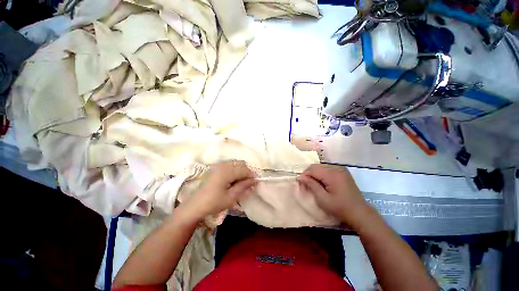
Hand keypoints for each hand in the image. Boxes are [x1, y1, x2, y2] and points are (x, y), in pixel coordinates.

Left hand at [184, 160, 256, 220]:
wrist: (195, 205)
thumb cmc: (213, 203)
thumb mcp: (231, 198)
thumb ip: (244, 187)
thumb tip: (255, 181)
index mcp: (226, 172)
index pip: (245, 170)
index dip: (252, 176)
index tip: (255, 184)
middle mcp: (223, 165)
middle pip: (241, 164)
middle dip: (247, 172)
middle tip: (247, 184)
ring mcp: (219, 165)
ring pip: (236, 163)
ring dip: (241, 171)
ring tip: (240, 183)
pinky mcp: (216, 168)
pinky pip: (230, 165)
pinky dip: (235, 170)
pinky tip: (233, 180)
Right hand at [298, 164, 371, 228]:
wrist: (359, 213)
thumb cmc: (340, 208)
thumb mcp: (323, 198)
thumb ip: (311, 185)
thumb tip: (300, 177)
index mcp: (332, 174)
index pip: (313, 169)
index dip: (305, 174)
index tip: (300, 182)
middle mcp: (337, 168)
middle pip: (317, 166)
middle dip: (309, 173)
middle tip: (306, 183)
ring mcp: (341, 169)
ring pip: (322, 166)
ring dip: (315, 173)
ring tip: (313, 183)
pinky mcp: (343, 172)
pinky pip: (328, 169)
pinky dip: (322, 173)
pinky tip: (322, 181)